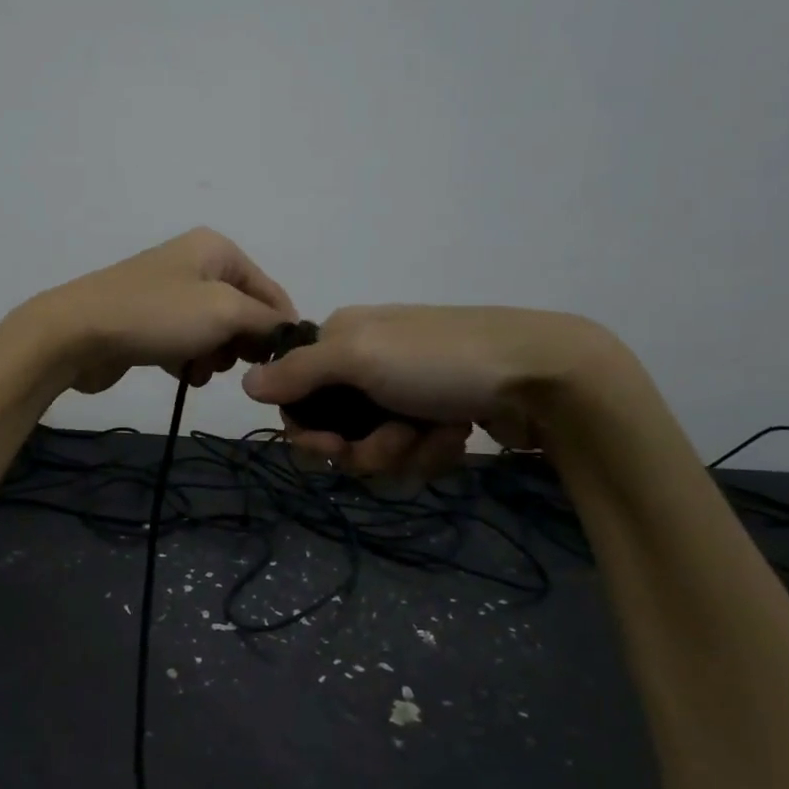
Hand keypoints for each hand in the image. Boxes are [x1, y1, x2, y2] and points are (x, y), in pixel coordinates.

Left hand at [22, 228, 298, 393]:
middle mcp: (195, 264)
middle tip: (235, 365)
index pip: (271, 290)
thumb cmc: (158, 315)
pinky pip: (186, 343)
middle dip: (242, 343)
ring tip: (201, 369)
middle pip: (244, 311)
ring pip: (215, 332)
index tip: (283, 365)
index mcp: (217, 249)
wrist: (78, 333)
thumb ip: (266, 321)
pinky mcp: (149, 322)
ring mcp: (169, 293)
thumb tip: (289, 331)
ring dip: (215, 356)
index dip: (280, 328)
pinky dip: (189, 360)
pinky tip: (183, 373)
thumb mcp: (225, 312)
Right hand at [241, 304, 622, 475]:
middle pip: (338, 426)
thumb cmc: (441, 360)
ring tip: (436, 436)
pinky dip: (431, 450)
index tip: (328, 447)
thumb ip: (300, 372)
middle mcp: (371, 360)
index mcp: (345, 337)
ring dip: (402, 451)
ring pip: (376, 445)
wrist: (543, 375)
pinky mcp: (441, 413)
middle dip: (364, 446)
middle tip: (394, 442)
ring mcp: (409, 388)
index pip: (299, 391)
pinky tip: (457, 435)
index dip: (309, 427)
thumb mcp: (360, 357)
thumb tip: (245, 383)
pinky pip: (413, 449)